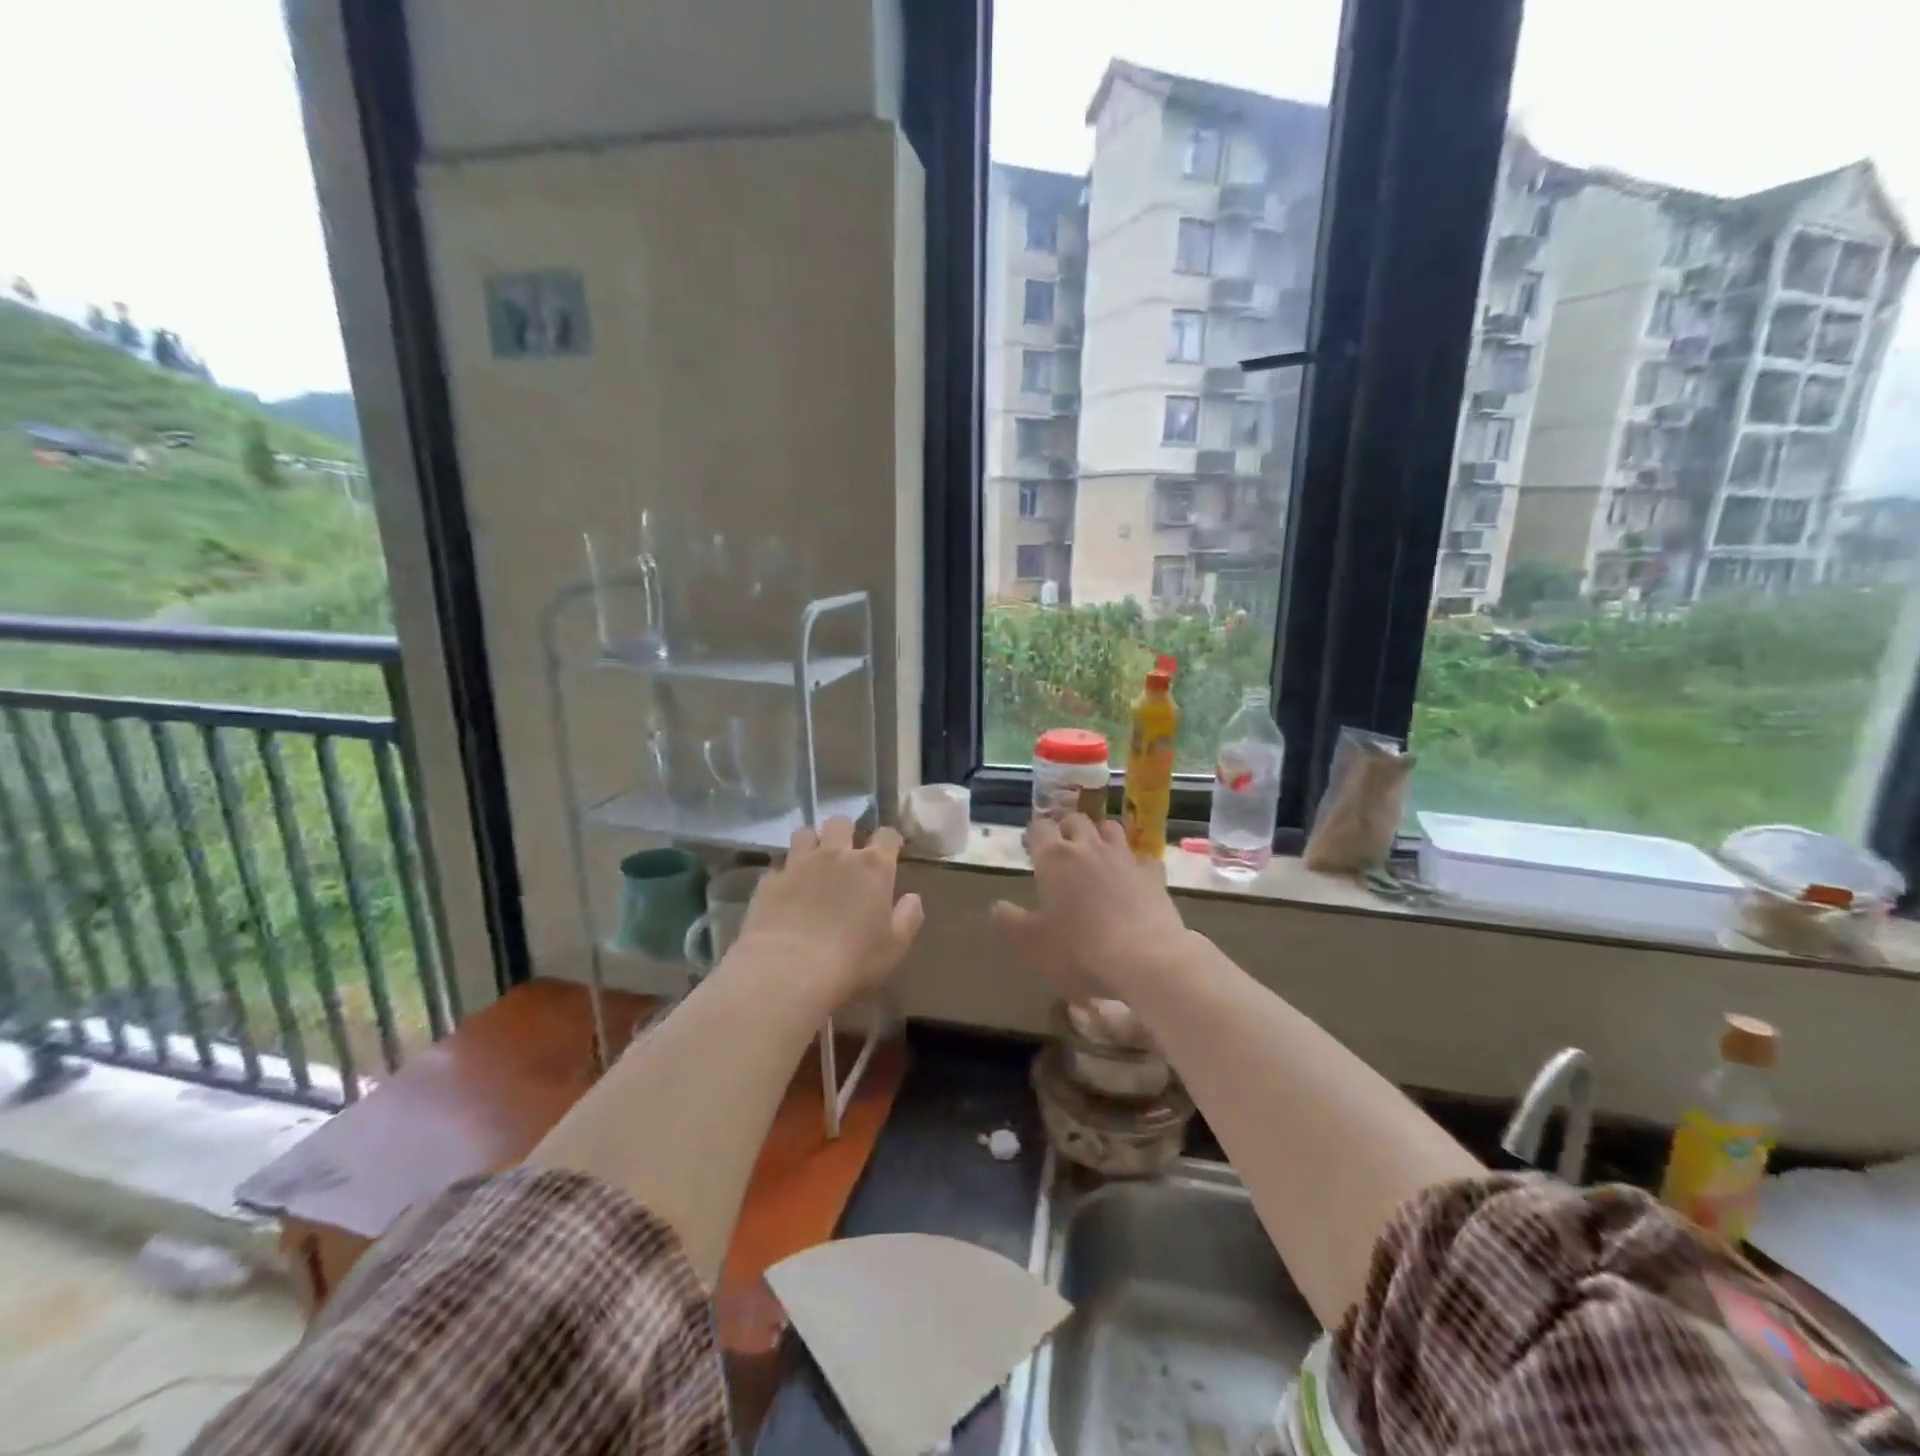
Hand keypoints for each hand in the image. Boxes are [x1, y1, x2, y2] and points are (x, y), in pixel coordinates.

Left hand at [731, 818, 924, 1009]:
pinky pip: (779, 866)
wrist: (788, 971)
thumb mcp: (894, 947)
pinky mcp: (770, 880)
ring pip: (805, 834)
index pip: (887, 835)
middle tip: (846, 853)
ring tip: (812, 863)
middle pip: (841, 823)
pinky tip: (785, 892)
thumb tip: (913, 898)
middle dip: (845, 832)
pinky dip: (785, 874)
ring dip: (811, 843)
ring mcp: (799, 863)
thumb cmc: (852, 961)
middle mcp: (836, 855)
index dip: (889, 841)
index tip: (890, 851)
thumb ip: (908, 918)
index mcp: (873, 867)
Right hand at [991, 815, 1188, 1000]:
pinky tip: (1132, 877)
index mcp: (1054, 858)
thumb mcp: (1030, 944)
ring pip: (1110, 827)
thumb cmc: (1079, 951)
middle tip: (1060, 850)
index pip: (1038, 828)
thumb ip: (1009, 922)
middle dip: (1065, 829)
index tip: (1030, 849)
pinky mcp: (1154, 875)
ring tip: (1095, 853)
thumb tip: (998, 906)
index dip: (1033, 835)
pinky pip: (1143, 857)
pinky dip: (1134, 862)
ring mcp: (1125, 858)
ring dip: (1099, 835)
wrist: (1146, 961)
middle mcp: (1089, 847)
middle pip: (1075, 820)